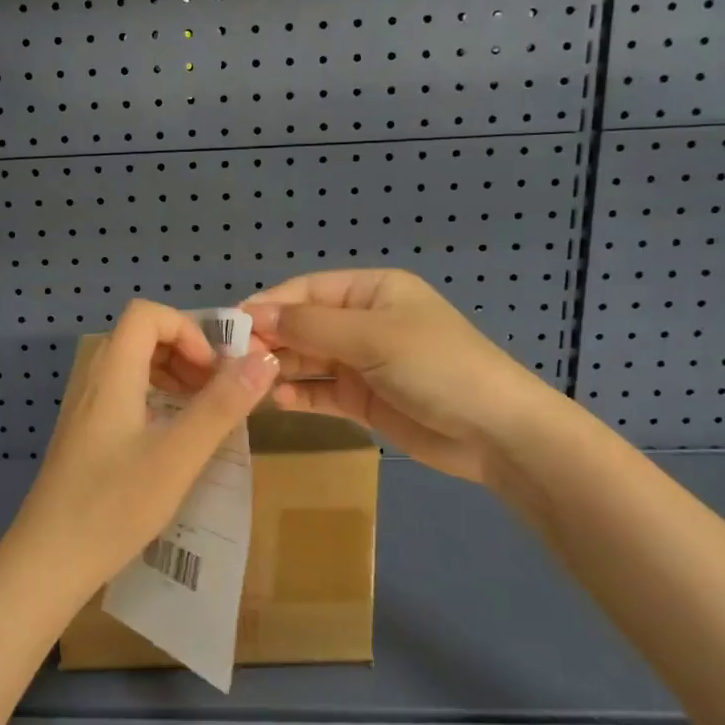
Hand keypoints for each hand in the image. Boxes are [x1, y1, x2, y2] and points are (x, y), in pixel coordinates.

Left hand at [1, 300, 278, 602]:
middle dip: (185, 353)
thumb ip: (220, 407)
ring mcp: (84, 411)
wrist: (46, 564)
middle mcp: (93, 383)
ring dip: (172, 377)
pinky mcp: (84, 437)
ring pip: (131, 368)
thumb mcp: (177, 457)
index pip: (146, 315)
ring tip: (202, 413)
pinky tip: (172, 440)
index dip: (187, 330)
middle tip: (216, 392)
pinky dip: (155, 400)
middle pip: (139, 337)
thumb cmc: (112, 507)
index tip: (214, 372)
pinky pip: (124, 396)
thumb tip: (264, 359)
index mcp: (112, 375)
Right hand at [242, 269, 566, 484]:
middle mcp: (363, 322)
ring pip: (308, 359)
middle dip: (269, 339)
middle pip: (303, 325)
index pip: (305, 291)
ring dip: (280, 368)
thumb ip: (309, 326)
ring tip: (245, 382)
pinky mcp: (364, 399)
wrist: (496, 433)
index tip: (228, 326)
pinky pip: (321, 391)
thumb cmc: (436, 366)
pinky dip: (298, 394)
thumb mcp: (372, 336)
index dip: (267, 305)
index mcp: (371, 291)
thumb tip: (251, 313)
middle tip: (230, 360)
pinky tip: (275, 400)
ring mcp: (363, 362)